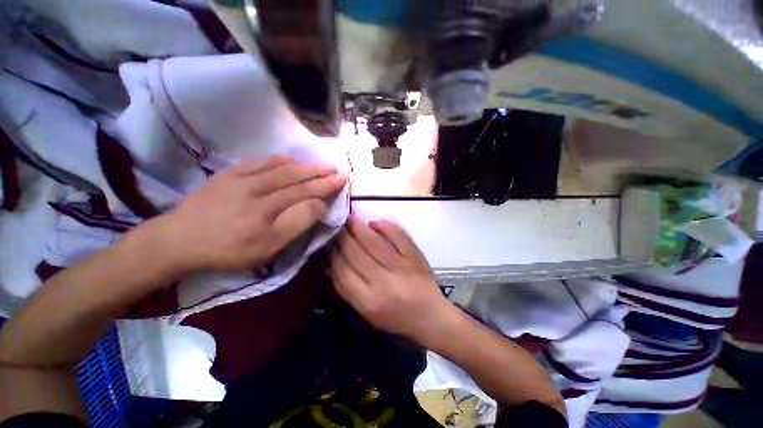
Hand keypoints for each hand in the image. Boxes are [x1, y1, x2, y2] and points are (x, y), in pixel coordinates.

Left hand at [155, 155, 345, 271]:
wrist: (180, 240)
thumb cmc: (229, 250)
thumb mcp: (267, 248)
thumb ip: (296, 224)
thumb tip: (317, 204)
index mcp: (267, 211)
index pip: (304, 193)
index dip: (325, 186)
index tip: (341, 180)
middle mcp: (257, 190)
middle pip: (295, 178)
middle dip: (319, 173)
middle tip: (336, 169)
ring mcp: (241, 179)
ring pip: (279, 167)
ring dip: (303, 165)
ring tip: (319, 165)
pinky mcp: (229, 174)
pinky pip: (258, 162)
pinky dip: (278, 159)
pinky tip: (289, 158)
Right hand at [330, 216, 458, 345]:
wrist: (430, 317)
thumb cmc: (395, 318)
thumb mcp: (366, 311)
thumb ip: (347, 288)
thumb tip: (330, 261)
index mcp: (368, 301)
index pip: (341, 271)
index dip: (331, 253)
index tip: (326, 242)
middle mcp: (383, 283)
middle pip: (355, 253)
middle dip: (342, 237)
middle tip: (336, 225)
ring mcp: (401, 267)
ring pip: (373, 242)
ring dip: (359, 227)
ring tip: (350, 218)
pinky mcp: (414, 257)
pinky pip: (397, 236)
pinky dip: (385, 226)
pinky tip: (375, 223)